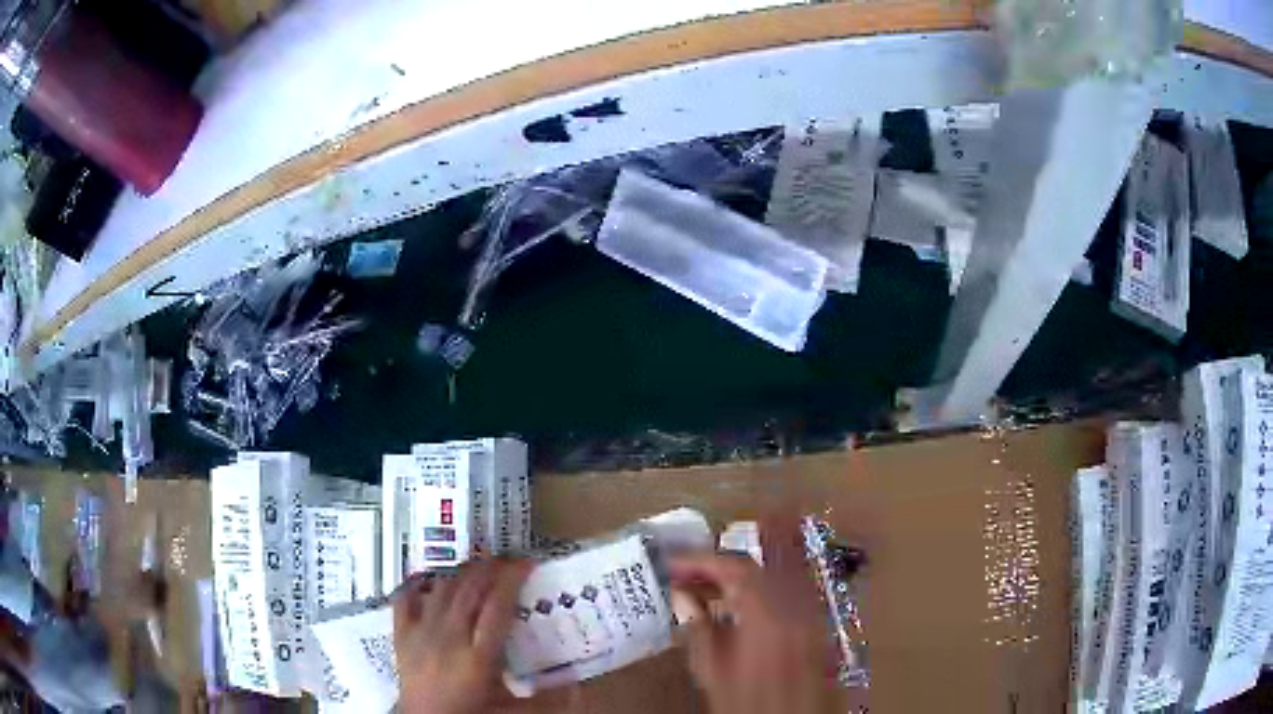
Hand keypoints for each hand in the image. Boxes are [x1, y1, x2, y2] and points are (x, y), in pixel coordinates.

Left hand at [393, 558, 531, 713]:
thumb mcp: (511, 711)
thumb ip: (546, 700)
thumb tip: (579, 687)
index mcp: (479, 657)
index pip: (498, 606)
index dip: (512, 578)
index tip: (527, 562)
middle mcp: (449, 637)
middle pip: (470, 589)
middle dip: (490, 567)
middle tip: (507, 560)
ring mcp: (422, 633)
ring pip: (441, 588)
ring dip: (460, 572)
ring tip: (477, 565)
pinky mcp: (401, 634)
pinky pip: (404, 598)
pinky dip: (417, 583)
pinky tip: (429, 577)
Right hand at [670, 519, 838, 713]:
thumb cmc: (746, 703)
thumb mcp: (713, 670)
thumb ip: (699, 628)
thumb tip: (683, 595)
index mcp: (767, 616)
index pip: (737, 569)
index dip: (702, 560)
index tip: (673, 564)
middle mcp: (797, 606)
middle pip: (769, 559)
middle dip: (735, 548)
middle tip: (705, 545)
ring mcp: (813, 613)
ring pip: (788, 569)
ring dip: (758, 558)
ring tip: (723, 561)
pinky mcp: (819, 626)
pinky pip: (798, 586)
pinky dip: (776, 577)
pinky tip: (755, 587)